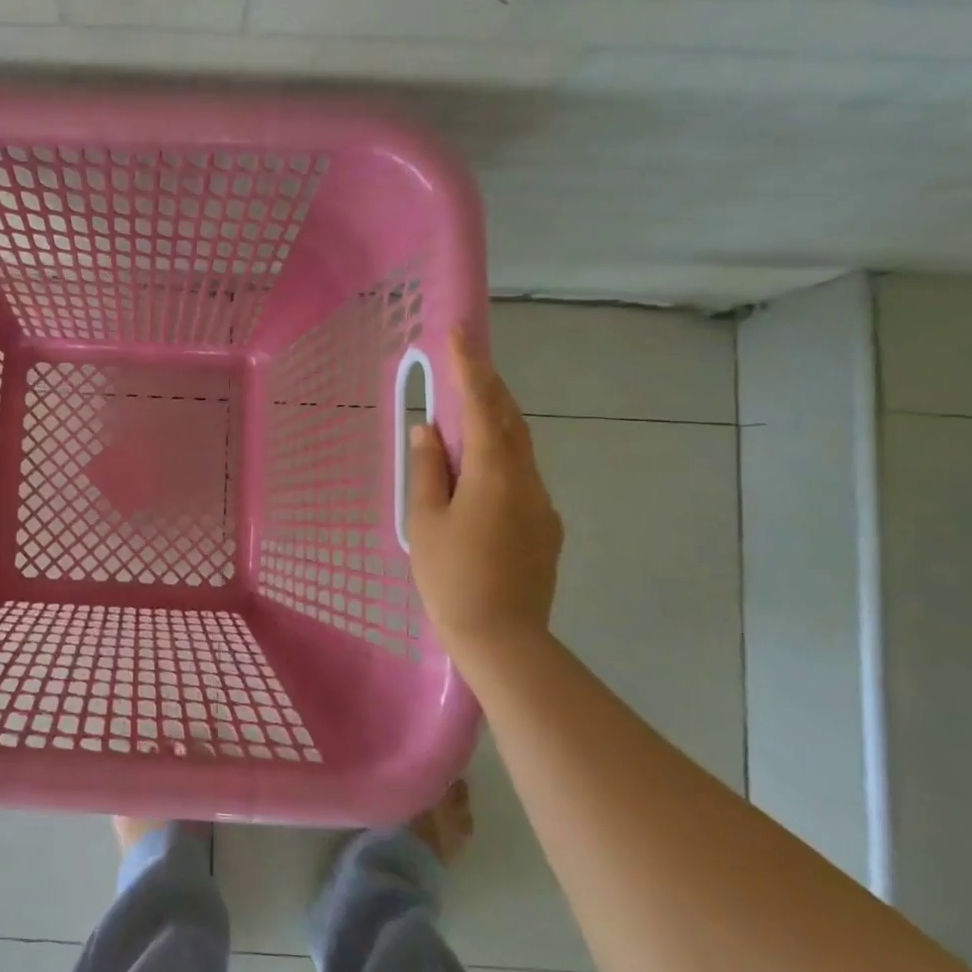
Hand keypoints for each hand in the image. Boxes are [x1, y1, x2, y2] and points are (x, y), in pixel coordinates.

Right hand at [407, 328, 562, 648]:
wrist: (503, 639)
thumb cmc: (451, 577)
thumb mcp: (426, 521)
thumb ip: (428, 470)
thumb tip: (429, 430)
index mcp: (494, 474)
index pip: (483, 407)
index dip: (471, 367)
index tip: (459, 332)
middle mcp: (527, 480)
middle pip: (510, 420)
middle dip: (488, 386)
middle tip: (465, 361)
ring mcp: (542, 505)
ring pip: (519, 448)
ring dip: (494, 422)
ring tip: (464, 413)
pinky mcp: (546, 528)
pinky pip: (521, 477)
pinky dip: (500, 458)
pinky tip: (478, 475)